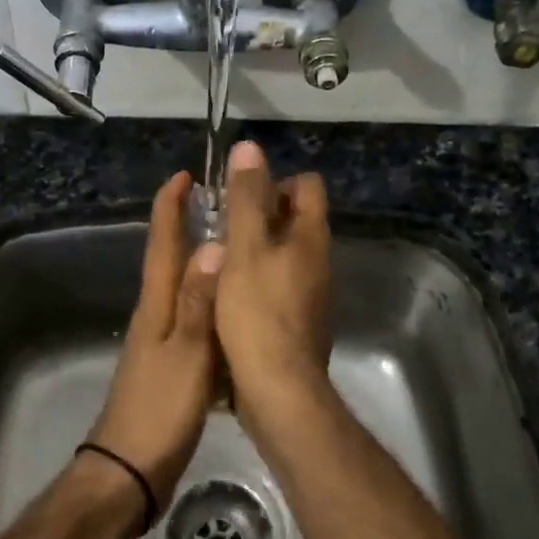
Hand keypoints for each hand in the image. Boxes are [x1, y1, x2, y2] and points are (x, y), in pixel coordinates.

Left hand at [82, 171, 223, 512]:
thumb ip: (198, 303)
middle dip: (187, 227)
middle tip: (219, 203)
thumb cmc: (160, 409)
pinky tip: (233, 310)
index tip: (183, 176)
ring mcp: (162, 343)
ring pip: (184, 290)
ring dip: (202, 263)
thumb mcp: (187, 354)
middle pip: (170, 261)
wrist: (130, 470)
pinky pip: (194, 320)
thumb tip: (212, 246)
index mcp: (156, 306)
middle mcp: (156, 316)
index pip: (162, 245)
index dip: (170, 208)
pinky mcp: (173, 367)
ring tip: (234, 246)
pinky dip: (211, 303)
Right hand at [214, 141, 333, 419]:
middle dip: (260, 215)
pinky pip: (280, 286)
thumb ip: (245, 199)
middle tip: (222, 227)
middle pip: (296, 220)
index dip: (275, 181)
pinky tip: (229, 297)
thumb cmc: (258, 313)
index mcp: (311, 238)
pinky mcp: (299, 323)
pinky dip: (258, 281)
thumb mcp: (245, 249)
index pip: (308, 186)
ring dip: (257, 250)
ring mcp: (313, 295)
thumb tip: (250, 147)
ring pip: (286, 255)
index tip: (240, 197)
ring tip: (220, 260)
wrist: (279, 390)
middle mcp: (319, 262)